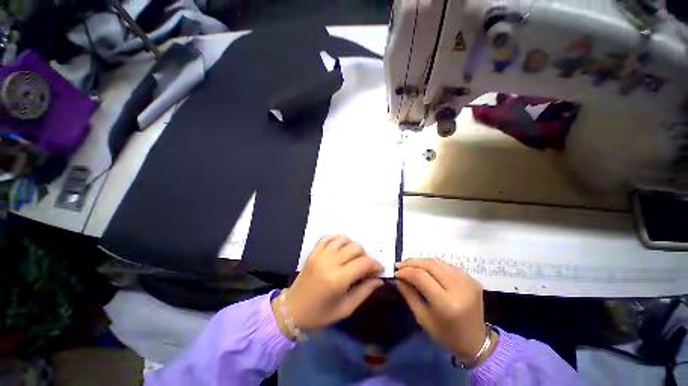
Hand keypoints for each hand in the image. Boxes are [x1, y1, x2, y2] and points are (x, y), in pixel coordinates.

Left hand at [276, 235, 383, 332]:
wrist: (292, 310)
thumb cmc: (320, 314)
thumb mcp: (345, 309)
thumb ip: (364, 291)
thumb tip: (379, 279)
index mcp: (338, 279)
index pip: (364, 263)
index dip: (376, 265)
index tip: (379, 270)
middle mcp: (330, 262)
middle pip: (356, 247)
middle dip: (365, 256)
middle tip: (365, 267)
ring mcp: (320, 255)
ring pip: (344, 239)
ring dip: (352, 246)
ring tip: (353, 258)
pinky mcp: (313, 252)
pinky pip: (328, 237)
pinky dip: (337, 239)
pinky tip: (341, 247)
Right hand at [395, 258, 488, 361]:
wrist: (476, 341)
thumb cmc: (446, 334)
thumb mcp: (422, 318)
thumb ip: (409, 295)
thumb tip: (398, 278)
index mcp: (446, 303)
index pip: (421, 276)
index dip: (406, 271)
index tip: (396, 272)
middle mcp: (459, 288)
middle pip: (430, 264)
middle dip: (412, 262)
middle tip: (400, 265)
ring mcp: (468, 281)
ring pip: (438, 262)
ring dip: (421, 261)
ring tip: (410, 265)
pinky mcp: (472, 279)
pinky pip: (448, 265)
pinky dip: (434, 264)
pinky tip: (426, 269)